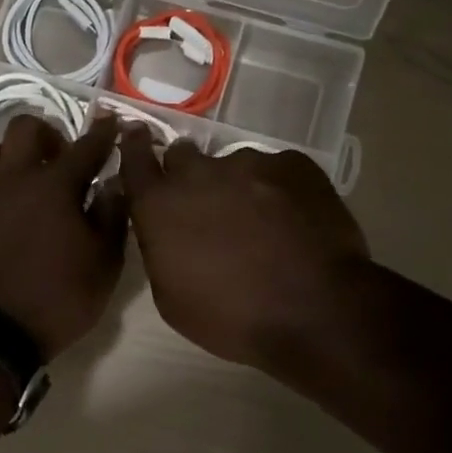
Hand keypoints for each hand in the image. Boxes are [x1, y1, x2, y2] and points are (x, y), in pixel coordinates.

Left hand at [0, 113, 127, 359]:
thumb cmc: (56, 297)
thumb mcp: (103, 264)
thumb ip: (112, 217)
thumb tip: (114, 183)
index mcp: (56, 185)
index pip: (87, 145)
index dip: (104, 132)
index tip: (113, 122)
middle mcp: (18, 176)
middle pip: (28, 127)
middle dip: (51, 134)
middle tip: (64, 159)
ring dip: (19, 151)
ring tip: (33, 177)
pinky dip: (0, 173)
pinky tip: (12, 199)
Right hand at [117, 130, 370, 376]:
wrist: (317, 312)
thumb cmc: (234, 318)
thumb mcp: (171, 299)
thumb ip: (159, 249)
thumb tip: (165, 229)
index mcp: (161, 205)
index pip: (135, 158)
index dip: (134, 146)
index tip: (136, 134)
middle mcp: (199, 173)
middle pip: (184, 156)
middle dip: (189, 175)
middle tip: (208, 206)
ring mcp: (249, 163)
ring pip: (234, 165)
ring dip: (238, 187)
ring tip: (263, 223)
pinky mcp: (293, 163)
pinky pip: (276, 170)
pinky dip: (278, 190)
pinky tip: (294, 221)